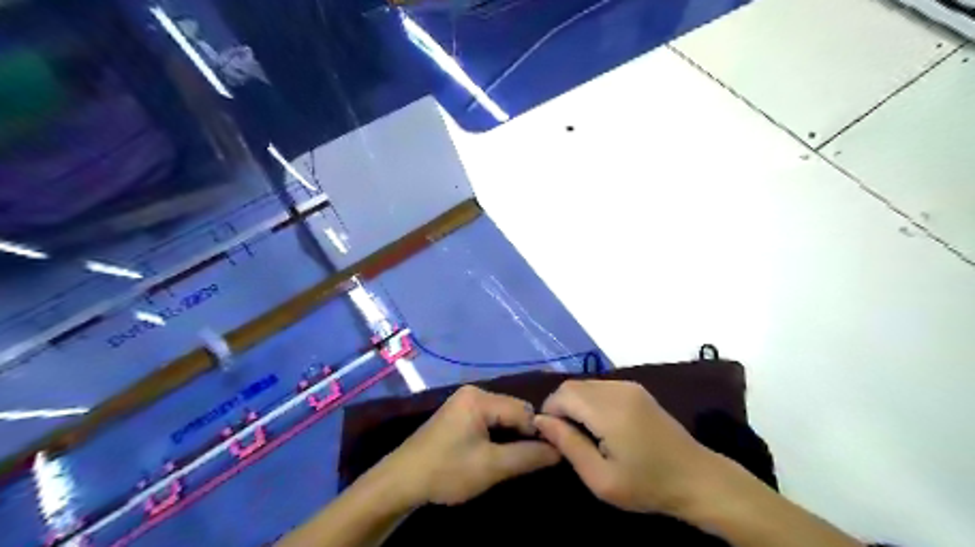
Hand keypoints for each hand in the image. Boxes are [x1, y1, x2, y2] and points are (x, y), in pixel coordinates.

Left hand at [383, 386, 563, 505]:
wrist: (401, 481)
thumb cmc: (446, 471)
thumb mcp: (491, 467)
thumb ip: (528, 456)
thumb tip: (560, 450)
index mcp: (479, 397)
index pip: (523, 410)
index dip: (538, 432)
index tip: (549, 456)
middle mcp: (473, 392)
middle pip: (513, 410)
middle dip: (524, 434)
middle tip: (532, 461)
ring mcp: (464, 402)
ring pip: (502, 416)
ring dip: (511, 436)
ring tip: (517, 459)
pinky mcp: (459, 414)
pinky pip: (489, 419)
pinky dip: (498, 435)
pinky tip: (498, 453)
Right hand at [533, 380, 713, 517]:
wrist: (697, 478)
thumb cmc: (648, 485)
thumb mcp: (601, 478)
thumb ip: (569, 445)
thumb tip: (541, 421)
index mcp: (609, 410)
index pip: (563, 394)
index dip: (549, 412)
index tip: (552, 438)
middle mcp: (617, 389)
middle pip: (572, 386)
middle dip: (560, 407)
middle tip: (566, 438)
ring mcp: (628, 386)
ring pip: (585, 385)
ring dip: (575, 403)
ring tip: (583, 433)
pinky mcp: (636, 389)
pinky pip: (600, 386)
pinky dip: (590, 401)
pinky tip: (599, 425)